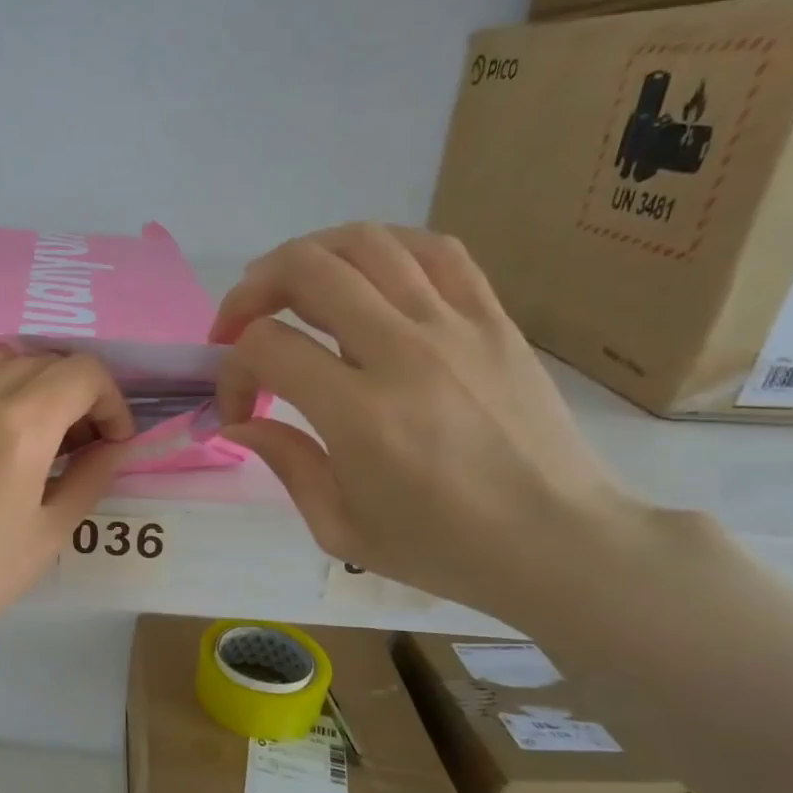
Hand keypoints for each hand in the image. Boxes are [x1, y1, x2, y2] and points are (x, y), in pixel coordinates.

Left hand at [0, 348, 131, 784]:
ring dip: (14, 384)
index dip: (109, 400)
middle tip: (64, 442)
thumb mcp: (47, 535)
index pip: (82, 372)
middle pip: (38, 362)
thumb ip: (91, 475)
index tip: (106, 437)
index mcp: (18, 426)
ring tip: (7, 430)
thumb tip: (112, 442)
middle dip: (66, 396)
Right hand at [213, 223, 644, 620]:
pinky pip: (434, 250)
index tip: (238, 410)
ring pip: (367, 244)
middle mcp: (406, 353)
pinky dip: (382, 248)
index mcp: (361, 415)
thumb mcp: (340, 529)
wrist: (560, 542)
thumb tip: (238, 424)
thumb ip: (284, 463)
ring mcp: (457, 327)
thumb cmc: (442, 549)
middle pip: (308, 270)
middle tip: (238, 325)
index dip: (231, 371)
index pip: (267, 348)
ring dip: (308, 255)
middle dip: (252, 290)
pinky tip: (361, 274)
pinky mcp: (494, 319)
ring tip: (289, 288)